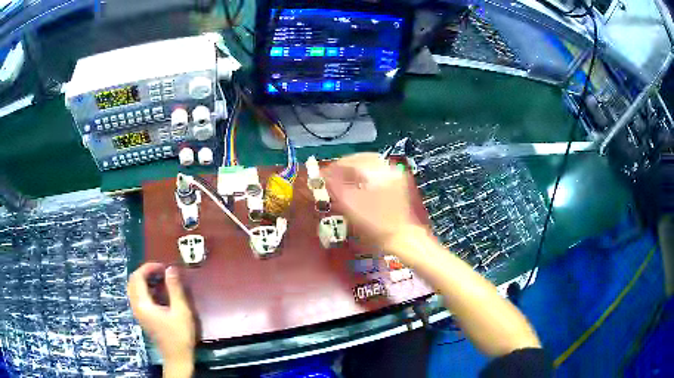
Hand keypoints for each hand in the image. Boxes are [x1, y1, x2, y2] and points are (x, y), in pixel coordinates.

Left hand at [127, 263, 194, 371]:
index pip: (138, 277)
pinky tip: (159, 293)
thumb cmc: (180, 335)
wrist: (177, 357)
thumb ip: (175, 289)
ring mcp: (138, 312)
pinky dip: (145, 289)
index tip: (164, 267)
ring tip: (161, 280)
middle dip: (145, 272)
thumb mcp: (181, 311)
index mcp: (143, 304)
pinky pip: (138, 296)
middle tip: (161, 271)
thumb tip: (171, 268)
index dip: (149, 267)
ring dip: (145, 280)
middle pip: (132, 281)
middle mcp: (136, 306)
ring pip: (134, 288)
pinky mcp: (142, 317)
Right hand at [323, 153, 429, 254]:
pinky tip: (357, 184)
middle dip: (344, 167)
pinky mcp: (398, 182)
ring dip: (354, 169)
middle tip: (331, 177)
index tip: (322, 176)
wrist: (402, 238)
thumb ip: (335, 187)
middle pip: (361, 159)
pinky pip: (378, 171)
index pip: (350, 161)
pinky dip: (365, 174)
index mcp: (377, 171)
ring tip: (342, 180)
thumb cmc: (375, 226)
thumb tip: (324, 176)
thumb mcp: (350, 207)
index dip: (334, 168)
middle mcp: (388, 168)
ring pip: (370, 164)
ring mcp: (395, 174)